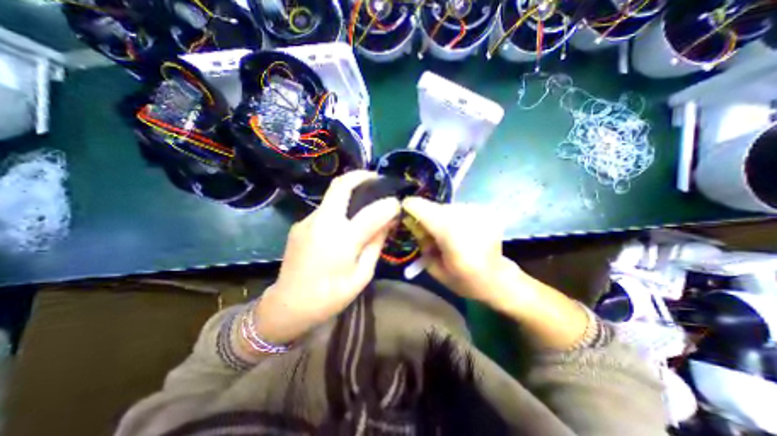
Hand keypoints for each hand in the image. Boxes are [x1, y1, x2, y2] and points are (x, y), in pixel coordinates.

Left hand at [253, 171, 400, 343]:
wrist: (288, 305)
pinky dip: (339, 210)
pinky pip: (325, 210)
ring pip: (332, 196)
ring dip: (350, 193)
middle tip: (376, 178)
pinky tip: (344, 224)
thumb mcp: (362, 275)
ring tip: (364, 202)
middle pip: (341, 184)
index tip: (397, 203)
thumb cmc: (330, 296)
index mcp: (341, 239)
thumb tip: (388, 222)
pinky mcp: (300, 224)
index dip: (389, 204)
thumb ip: (376, 245)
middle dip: (361, 176)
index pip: (372, 212)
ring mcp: (307, 220)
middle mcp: (322, 222)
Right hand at [400, 197, 521, 306]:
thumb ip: (421, 241)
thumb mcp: (434, 266)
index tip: (405, 216)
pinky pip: (459, 210)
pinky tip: (461, 233)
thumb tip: (411, 221)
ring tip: (447, 236)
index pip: (419, 206)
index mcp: (448, 230)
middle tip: (430, 235)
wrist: (498, 279)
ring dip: (441, 219)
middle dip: (426, 218)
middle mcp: (463, 214)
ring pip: (446, 208)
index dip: (409, 208)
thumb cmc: (464, 280)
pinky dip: (455, 219)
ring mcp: (476, 210)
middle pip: (433, 207)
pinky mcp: (484, 210)